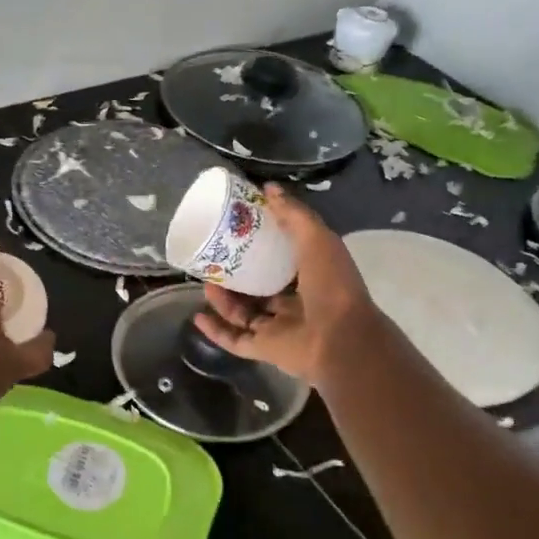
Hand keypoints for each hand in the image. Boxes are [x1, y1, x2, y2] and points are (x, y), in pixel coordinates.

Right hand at [191, 184, 380, 386]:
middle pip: (259, 288)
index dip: (263, 245)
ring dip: (223, 300)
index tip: (240, 230)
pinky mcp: (264, 350)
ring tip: (206, 281)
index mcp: (312, 276)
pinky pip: (235, 340)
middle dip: (237, 275)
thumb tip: (268, 189)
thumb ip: (293, 214)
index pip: (284, 259)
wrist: (340, 338)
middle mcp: (295, 302)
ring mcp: (279, 328)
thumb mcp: (316, 238)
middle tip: (214, 259)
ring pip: (244, 313)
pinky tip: (198, 316)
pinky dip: (216, 331)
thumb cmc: (331, 284)